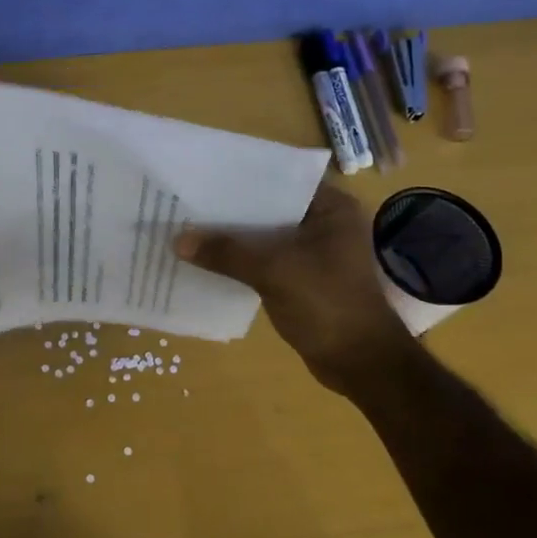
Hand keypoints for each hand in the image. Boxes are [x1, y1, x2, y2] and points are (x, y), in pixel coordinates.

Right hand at [176, 183, 418, 398]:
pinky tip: (205, 259)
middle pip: (267, 208)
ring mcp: (312, 252)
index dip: (241, 177)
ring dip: (231, 237)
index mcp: (331, 208)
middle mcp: (323, 223)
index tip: (202, 174)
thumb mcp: (274, 272)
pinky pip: (262, 260)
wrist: (359, 363)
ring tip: (187, 226)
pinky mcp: (300, 278)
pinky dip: (238, 260)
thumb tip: (177, 241)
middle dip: (229, 209)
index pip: (279, 179)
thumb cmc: (327, 304)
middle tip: (185, 200)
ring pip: (262, 236)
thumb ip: (226, 253)